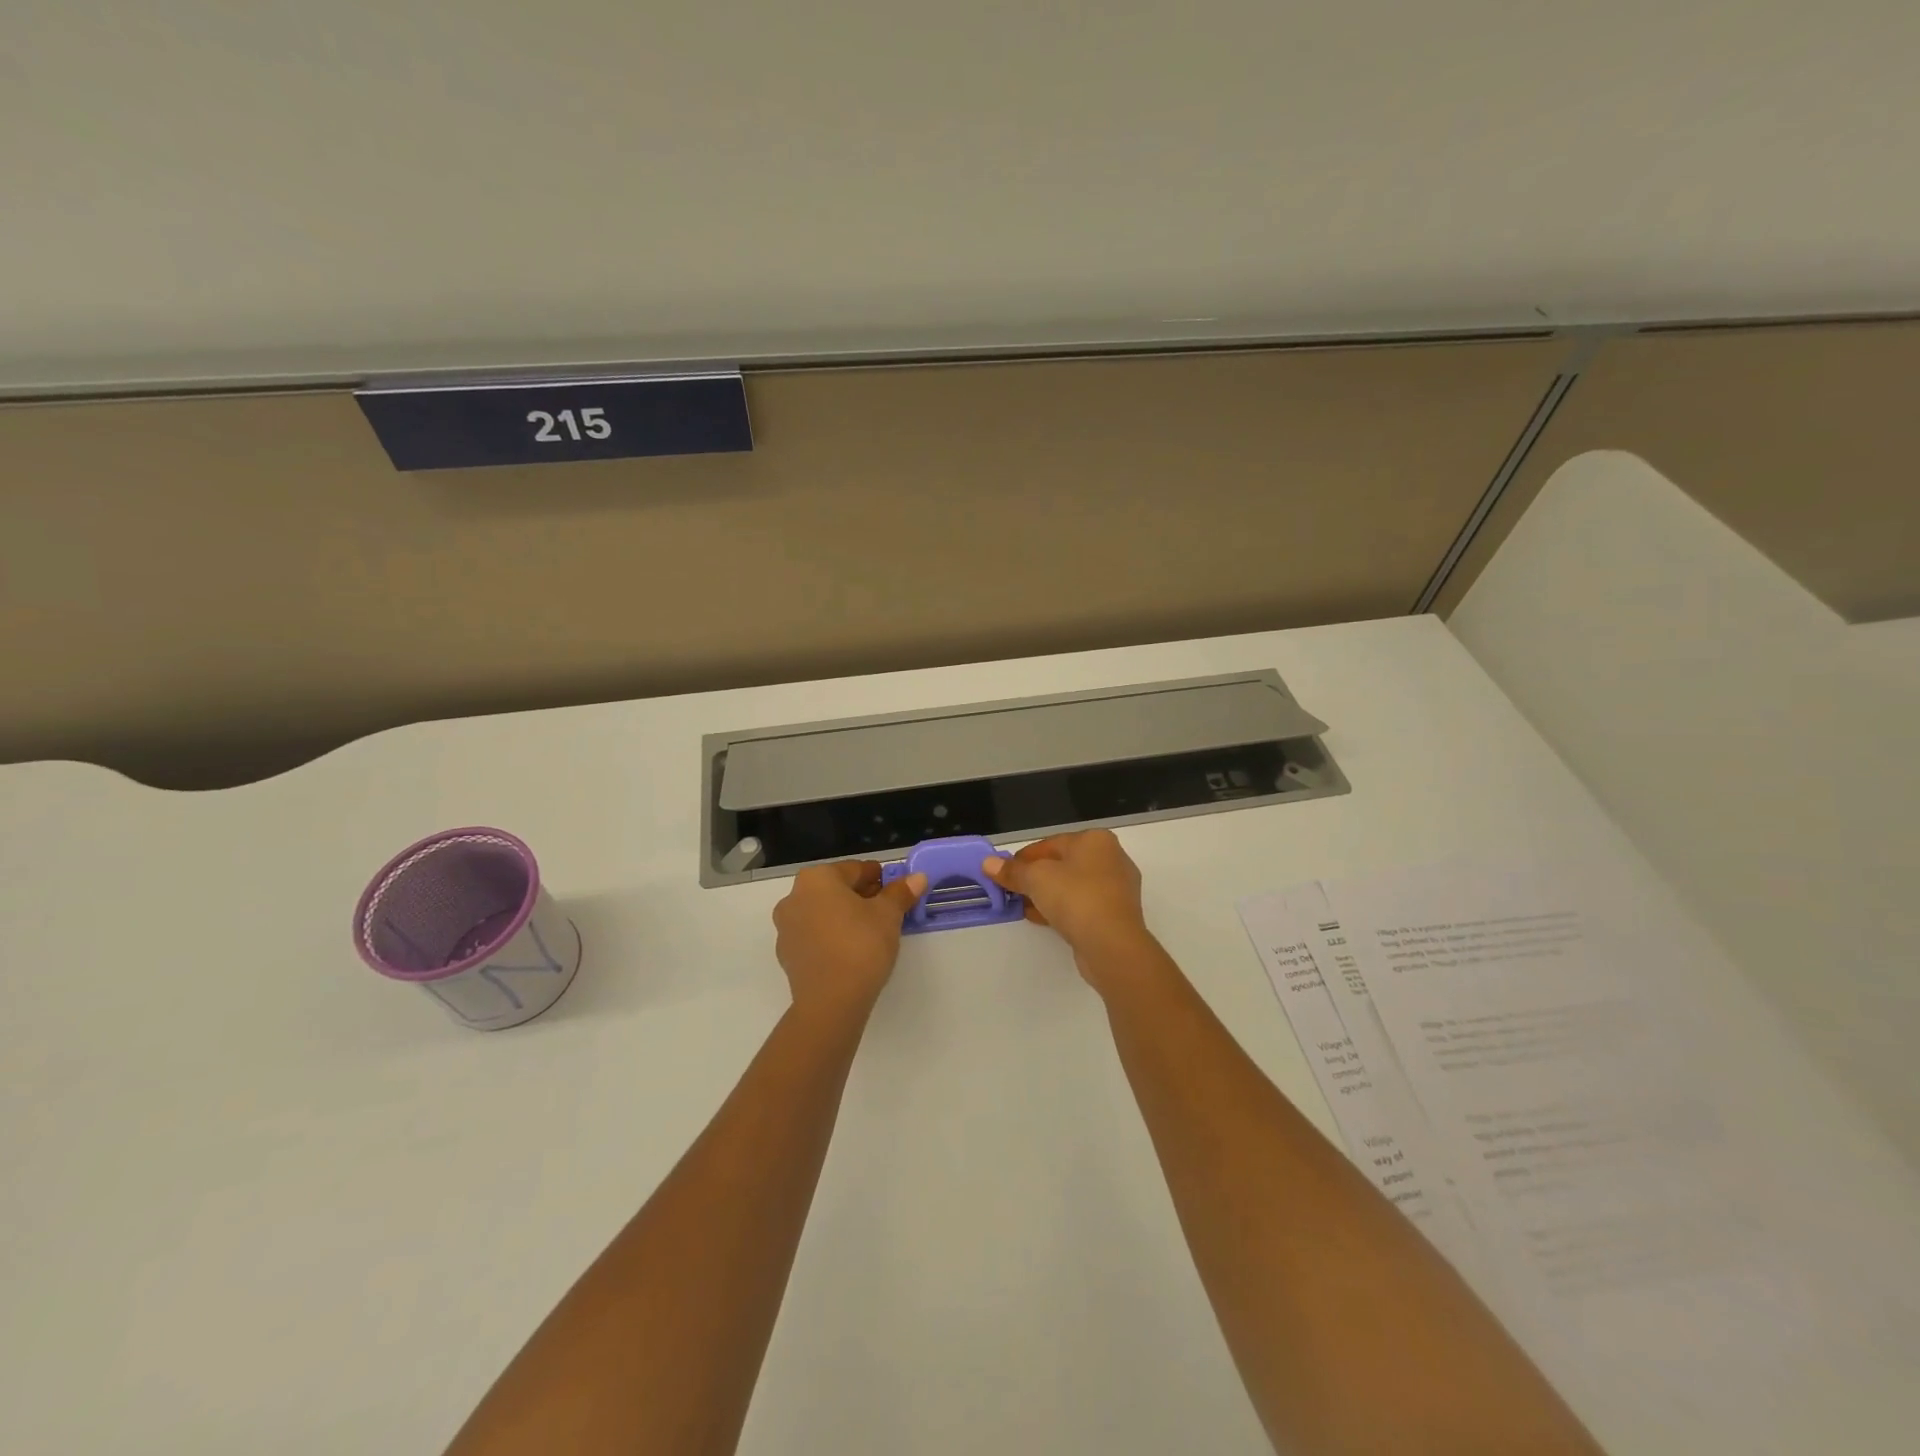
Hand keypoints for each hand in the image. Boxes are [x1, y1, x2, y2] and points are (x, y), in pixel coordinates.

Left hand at [772, 861, 926, 1013]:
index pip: (855, 869)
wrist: (830, 1002)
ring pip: (823, 912)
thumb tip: (917, 877)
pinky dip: (832, 937)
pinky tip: (851, 951)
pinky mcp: (787, 955)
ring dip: (846, 916)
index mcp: (817, 878)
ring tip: (872, 932)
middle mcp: (794, 896)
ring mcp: (786, 927)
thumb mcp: (888, 915)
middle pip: (836, 889)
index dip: (879, 878)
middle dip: (862, 897)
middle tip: (888, 910)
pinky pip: (815, 936)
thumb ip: (901, 893)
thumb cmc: (861, 945)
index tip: (897, 890)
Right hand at [981, 829, 1157, 984]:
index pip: (1050, 844)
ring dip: (1047, 896)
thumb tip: (988, 864)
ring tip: (1024, 908)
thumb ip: (1012, 871)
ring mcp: (1117, 888)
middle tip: (1012, 892)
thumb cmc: (1075, 897)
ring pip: (1073, 887)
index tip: (1003, 874)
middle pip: (1062, 864)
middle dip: (1035, 878)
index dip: (1023, 858)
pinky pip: (1083, 905)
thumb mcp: (1036, 878)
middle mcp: (1111, 858)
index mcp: (1095, 840)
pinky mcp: (1117, 914)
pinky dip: (1063, 910)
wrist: (1112, 944)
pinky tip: (1043, 920)